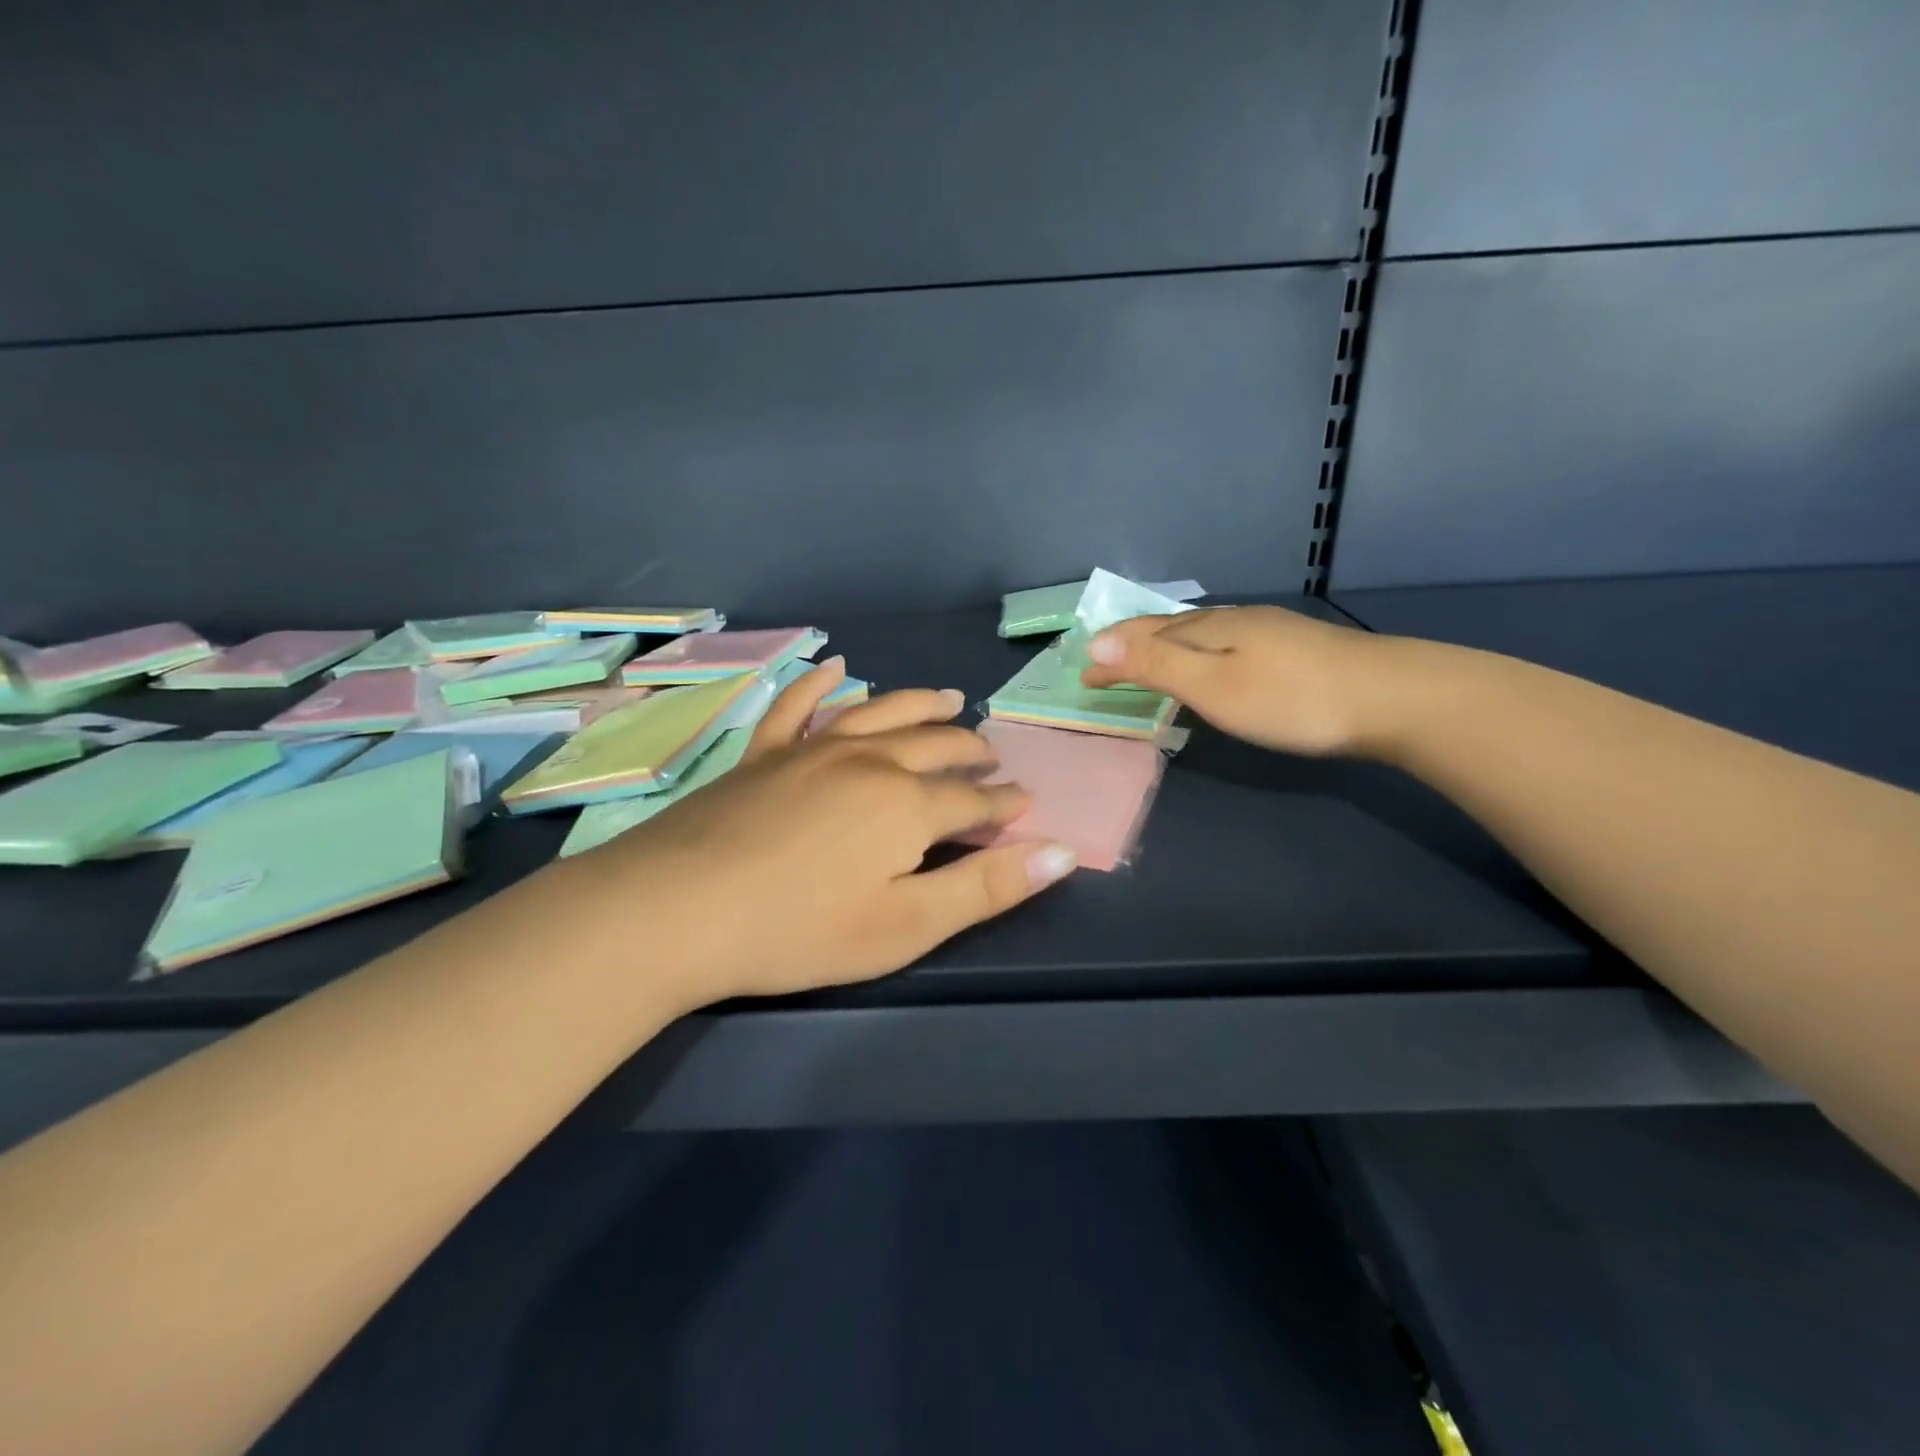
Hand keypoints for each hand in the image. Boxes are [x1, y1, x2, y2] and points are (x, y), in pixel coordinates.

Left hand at [575, 658, 1077, 1005]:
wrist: (677, 908)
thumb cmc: (800, 930)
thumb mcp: (906, 925)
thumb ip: (987, 886)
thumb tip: (1063, 850)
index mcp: (908, 804)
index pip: (975, 800)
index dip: (1005, 804)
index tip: (1026, 801)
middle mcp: (869, 761)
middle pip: (935, 745)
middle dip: (970, 750)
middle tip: (990, 756)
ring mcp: (812, 750)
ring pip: (881, 713)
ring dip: (920, 705)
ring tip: (948, 699)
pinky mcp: (764, 754)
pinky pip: (799, 706)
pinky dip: (820, 685)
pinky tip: (836, 667)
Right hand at [1080, 606, 1388, 756]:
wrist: (1393, 697)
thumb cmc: (1290, 699)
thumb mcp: (1212, 685)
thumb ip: (1155, 663)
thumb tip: (1097, 639)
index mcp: (1208, 628)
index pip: (1143, 633)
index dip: (1111, 653)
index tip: (1083, 674)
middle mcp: (1234, 620)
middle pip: (1170, 626)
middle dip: (1132, 644)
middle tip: (1105, 665)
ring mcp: (1268, 630)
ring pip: (1200, 633)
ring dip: (1166, 646)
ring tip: (1148, 662)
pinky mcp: (1294, 648)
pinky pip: (1225, 643)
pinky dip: (1198, 654)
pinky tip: (1213, 665)